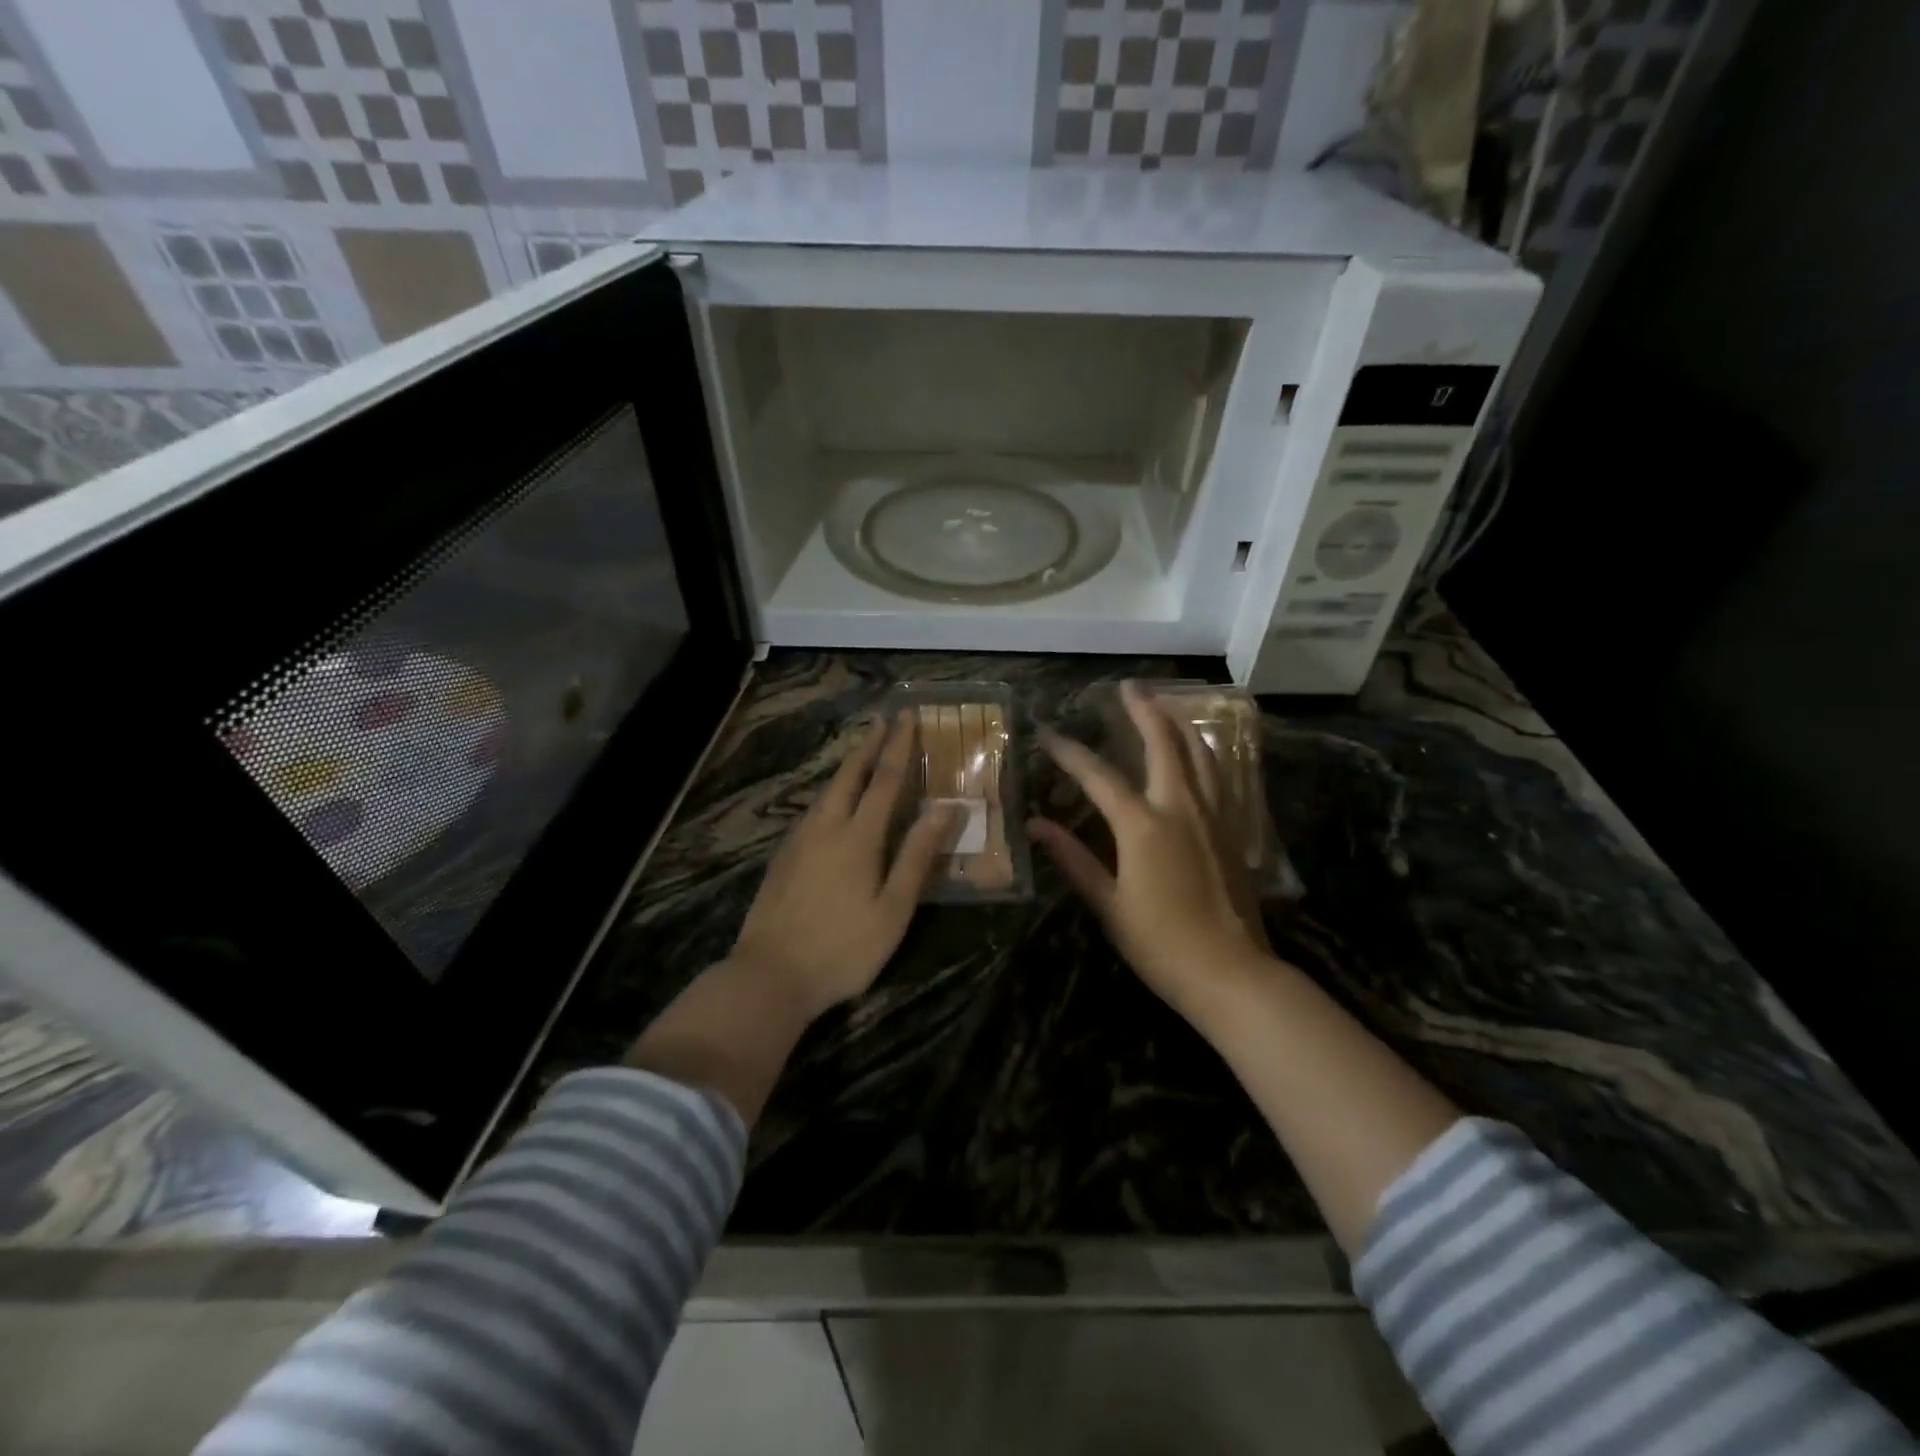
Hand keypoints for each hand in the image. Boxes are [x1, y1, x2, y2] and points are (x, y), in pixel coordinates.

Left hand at [731, 710, 956, 1019]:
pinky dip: (830, 793)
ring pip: (826, 791)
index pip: (885, 780)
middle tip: (883, 721)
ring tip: (862, 755)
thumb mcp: (892, 909)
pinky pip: (812, 811)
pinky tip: (832, 805)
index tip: (908, 717)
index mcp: (858, 837)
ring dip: (847, 767)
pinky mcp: (782, 858)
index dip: (899, 746)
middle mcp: (826, 828)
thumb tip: (946, 809)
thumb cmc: (842, 948)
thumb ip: (917, 856)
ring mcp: (798, 842)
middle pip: (849, 775)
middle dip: (869, 745)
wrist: (769, 976)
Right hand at [1031, 681, 1274, 1027]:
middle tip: (1128, 687)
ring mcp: (1213, 816)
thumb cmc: (1161, 944)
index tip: (1048, 733)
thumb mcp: (1109, 904)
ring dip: (1179, 723)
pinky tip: (1201, 751)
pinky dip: (1206, 753)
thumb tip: (1037, 825)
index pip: (1098, 776)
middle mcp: (1181, 808)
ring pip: (1200, 753)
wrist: (1232, 973)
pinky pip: (1220, 776)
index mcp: (1143, 826)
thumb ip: (1074, 858)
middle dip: (1143, 710)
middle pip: (1163, 743)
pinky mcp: (1233, 830)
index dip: (1070, 753)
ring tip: (1164, 704)